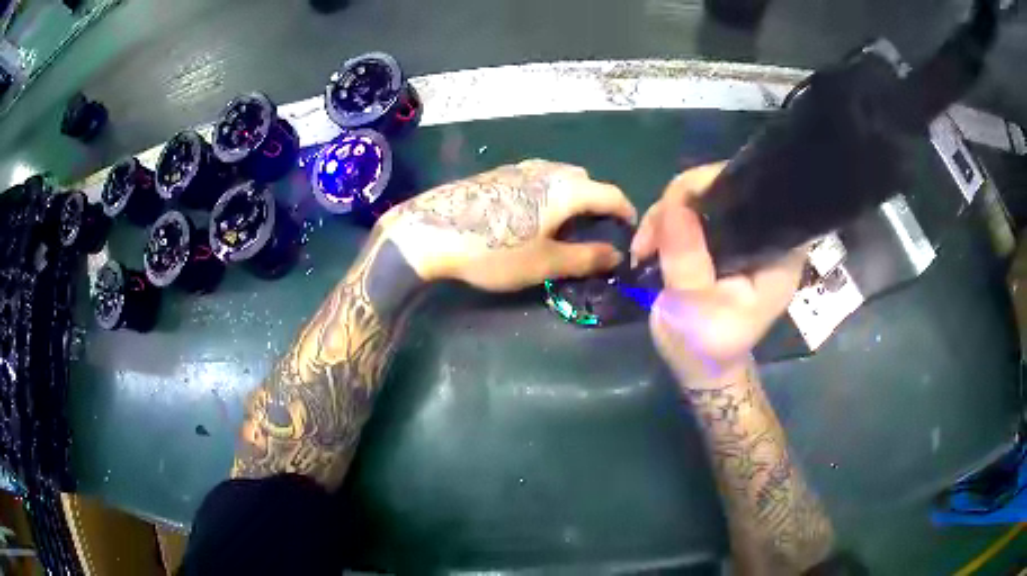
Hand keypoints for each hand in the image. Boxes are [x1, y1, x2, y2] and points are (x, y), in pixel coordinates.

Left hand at [381, 159, 636, 291]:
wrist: (431, 231)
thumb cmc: (494, 251)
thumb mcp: (544, 263)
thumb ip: (585, 258)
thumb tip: (616, 256)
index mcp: (566, 189)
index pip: (610, 193)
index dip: (625, 210)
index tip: (630, 228)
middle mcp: (547, 170)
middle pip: (585, 180)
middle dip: (597, 201)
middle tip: (594, 230)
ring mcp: (519, 168)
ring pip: (559, 176)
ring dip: (571, 195)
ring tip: (563, 223)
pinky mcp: (497, 173)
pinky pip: (536, 177)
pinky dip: (548, 192)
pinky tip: (530, 214)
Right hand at [630, 163, 805, 385]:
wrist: (701, 367)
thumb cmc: (704, 347)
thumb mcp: (694, 310)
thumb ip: (688, 260)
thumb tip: (674, 206)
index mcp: (778, 253)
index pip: (755, 194)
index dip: (713, 187)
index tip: (674, 211)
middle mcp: (767, 236)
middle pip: (726, 187)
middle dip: (681, 201)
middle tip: (649, 237)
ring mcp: (745, 235)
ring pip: (705, 195)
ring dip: (667, 213)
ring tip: (644, 247)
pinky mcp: (725, 238)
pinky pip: (695, 210)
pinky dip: (668, 220)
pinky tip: (652, 242)